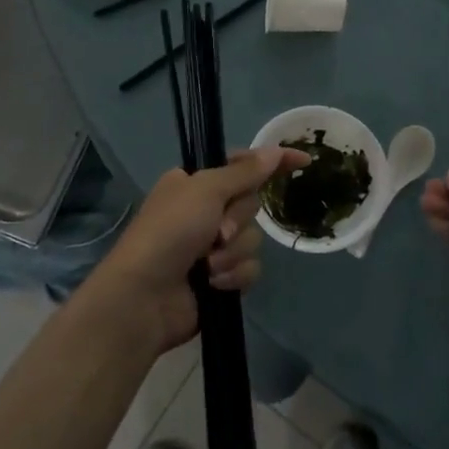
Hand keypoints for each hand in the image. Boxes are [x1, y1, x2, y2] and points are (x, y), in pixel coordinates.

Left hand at [89, 146, 305, 355]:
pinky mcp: (220, 277)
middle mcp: (204, 210)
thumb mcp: (206, 190)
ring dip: (234, 252)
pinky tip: (214, 285)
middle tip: (216, 232)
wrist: (144, 297)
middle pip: (250, 204)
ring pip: (252, 239)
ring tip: (208, 266)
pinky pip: (249, 268)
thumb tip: (274, 151)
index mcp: (194, 182)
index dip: (272, 162)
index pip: (242, 164)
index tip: (304, 161)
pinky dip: (233, 275)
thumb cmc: (170, 232)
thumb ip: (245, 172)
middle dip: (238, 220)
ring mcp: (211, 246)